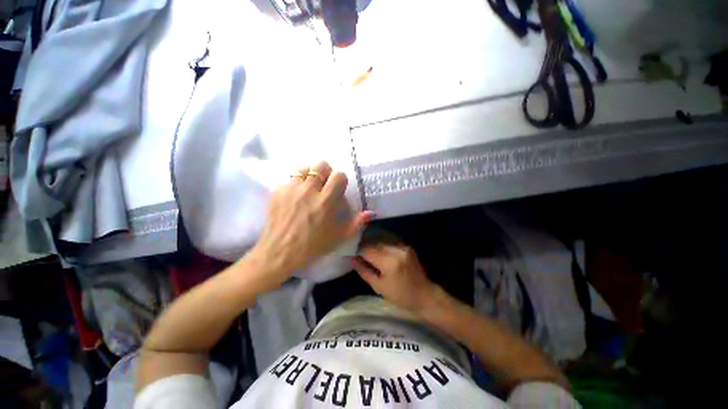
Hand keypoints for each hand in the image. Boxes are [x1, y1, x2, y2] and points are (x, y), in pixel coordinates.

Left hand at [252, 161, 371, 283]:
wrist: (281, 251)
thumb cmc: (313, 245)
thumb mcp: (339, 236)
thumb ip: (356, 223)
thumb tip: (370, 212)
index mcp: (326, 201)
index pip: (338, 175)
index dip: (340, 180)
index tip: (338, 188)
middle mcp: (309, 191)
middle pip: (321, 165)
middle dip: (326, 173)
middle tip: (324, 185)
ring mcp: (292, 189)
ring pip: (304, 168)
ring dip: (310, 175)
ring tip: (310, 186)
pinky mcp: (278, 191)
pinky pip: (290, 179)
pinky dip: (296, 183)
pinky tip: (296, 195)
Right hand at [353, 244, 438, 313]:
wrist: (424, 294)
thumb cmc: (400, 296)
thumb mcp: (378, 287)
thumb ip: (364, 271)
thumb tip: (351, 258)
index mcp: (389, 263)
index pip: (368, 250)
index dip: (358, 251)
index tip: (353, 254)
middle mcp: (396, 250)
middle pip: (374, 241)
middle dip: (364, 244)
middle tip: (357, 250)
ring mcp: (403, 246)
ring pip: (382, 236)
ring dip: (372, 240)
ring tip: (366, 246)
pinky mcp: (407, 245)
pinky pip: (390, 238)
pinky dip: (382, 240)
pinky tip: (377, 244)